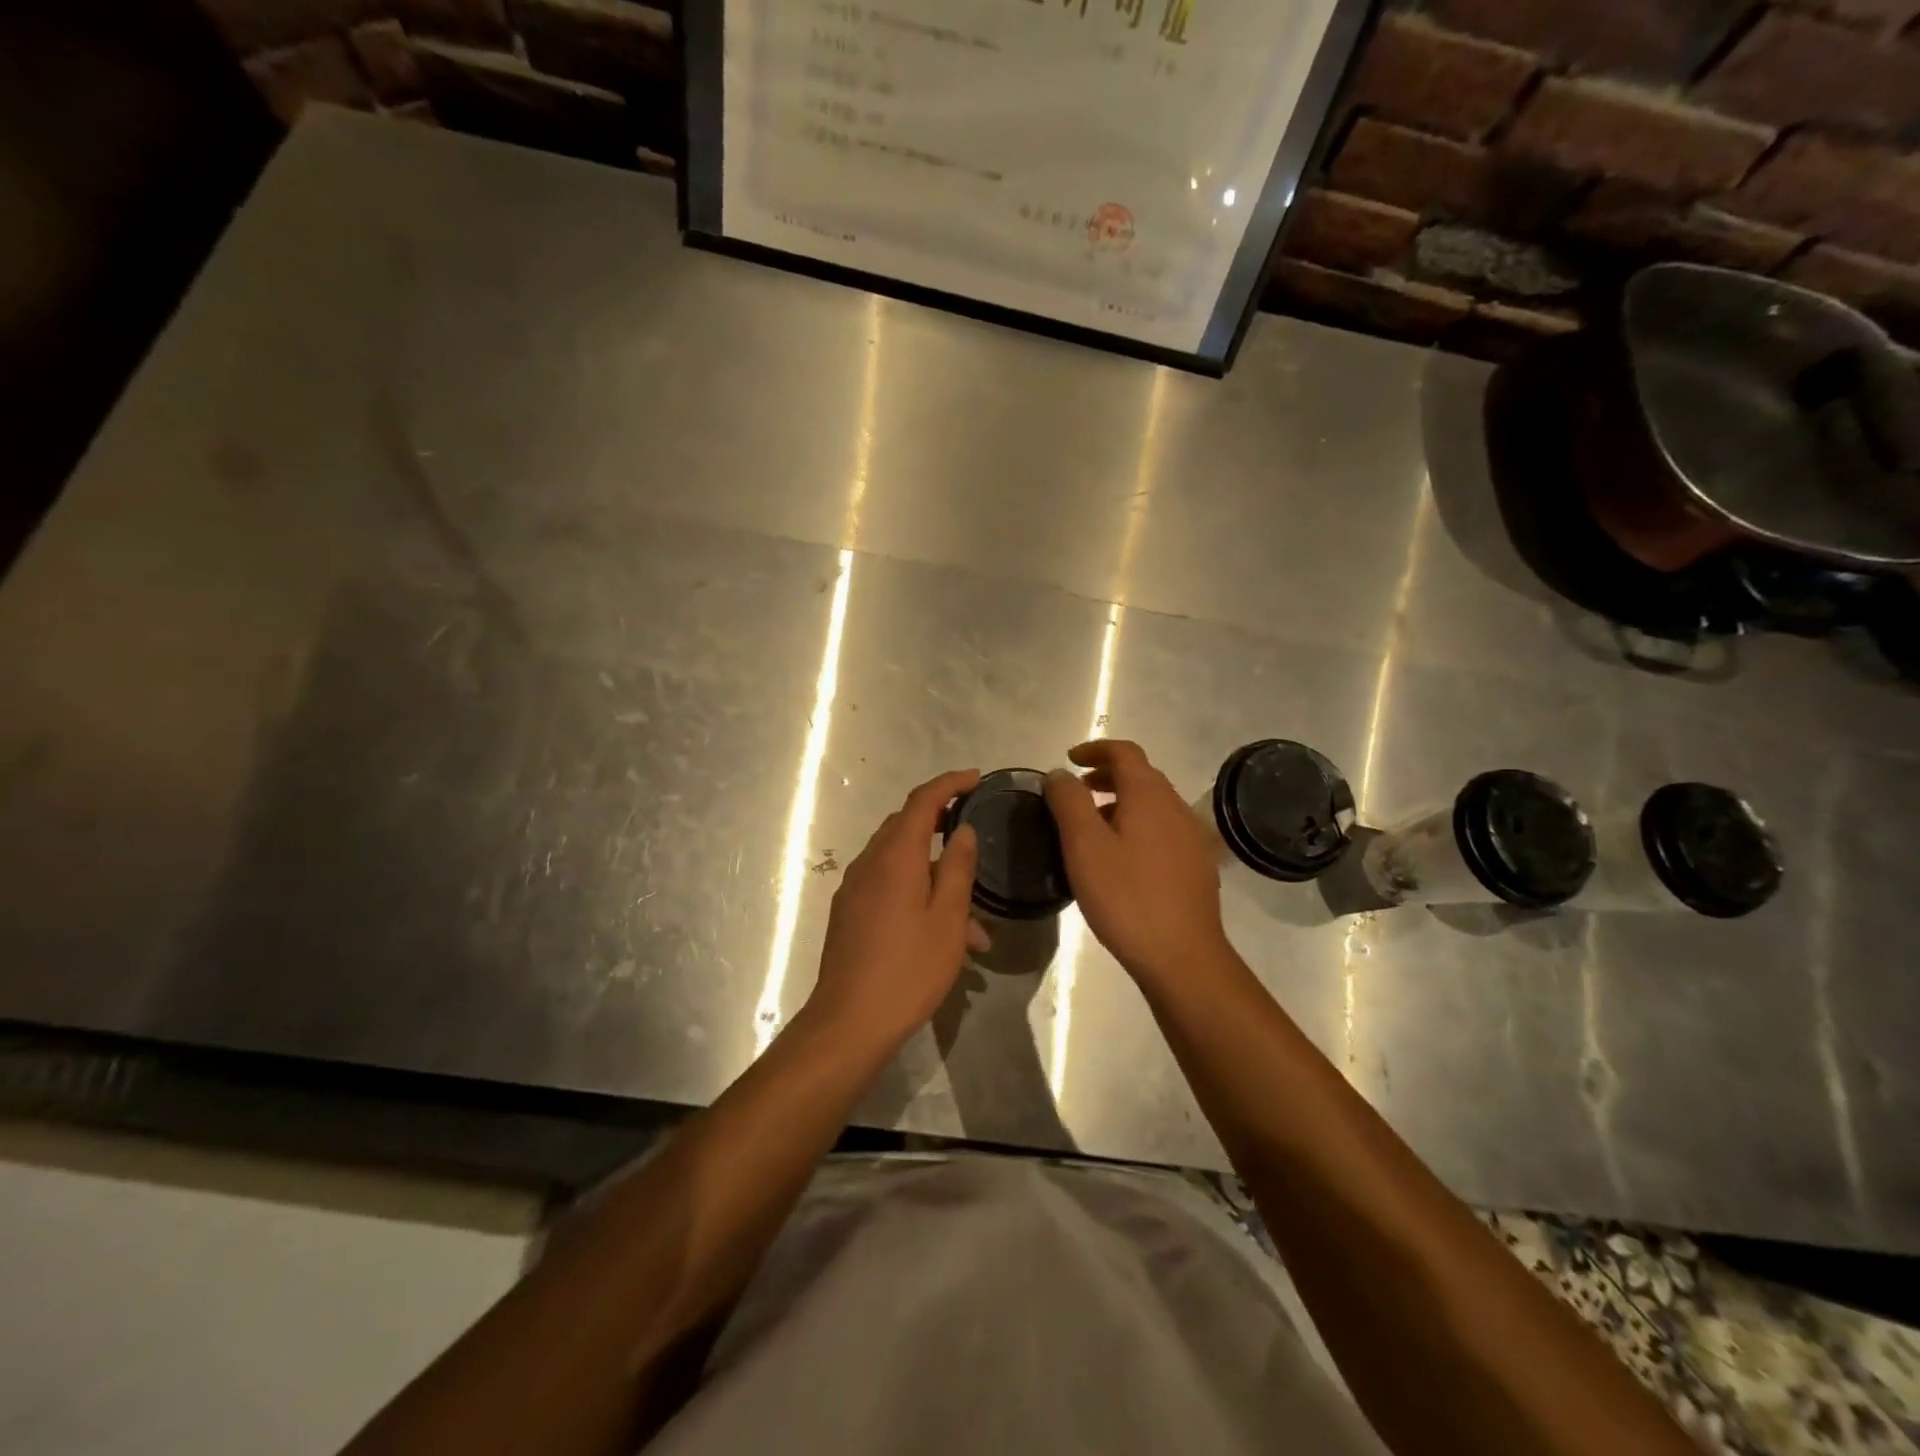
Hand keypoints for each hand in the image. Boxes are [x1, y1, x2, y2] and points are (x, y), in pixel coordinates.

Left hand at [806, 769, 980, 1050]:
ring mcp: (855, 888)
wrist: (849, 1022)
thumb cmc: (908, 969)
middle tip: (973, 830)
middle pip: (906, 825)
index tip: (976, 779)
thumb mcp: (948, 918)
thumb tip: (963, 830)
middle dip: (941, 823)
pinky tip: (942, 934)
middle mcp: (869, 862)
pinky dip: (916, 893)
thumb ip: (958, 868)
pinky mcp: (849, 913)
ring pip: (899, 861)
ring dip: (934, 872)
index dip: (949, 784)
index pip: (922, 800)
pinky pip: (887, 886)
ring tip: (974, 919)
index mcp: (895, 856)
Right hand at [1044, 740, 1229, 984]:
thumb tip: (1060, 774)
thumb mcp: (1084, 846)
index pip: (1124, 752)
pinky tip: (1123, 858)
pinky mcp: (1197, 865)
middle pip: (1141, 775)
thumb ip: (1068, 802)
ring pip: (1153, 804)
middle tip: (1077, 791)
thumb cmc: (1126, 896)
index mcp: (1149, 796)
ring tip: (1093, 826)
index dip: (1095, 749)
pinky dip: (1138, 825)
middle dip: (1107, 775)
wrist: (1182, 956)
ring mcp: (1192, 837)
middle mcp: (1176, 808)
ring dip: (1122, 801)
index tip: (1069, 760)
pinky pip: (1163, 829)